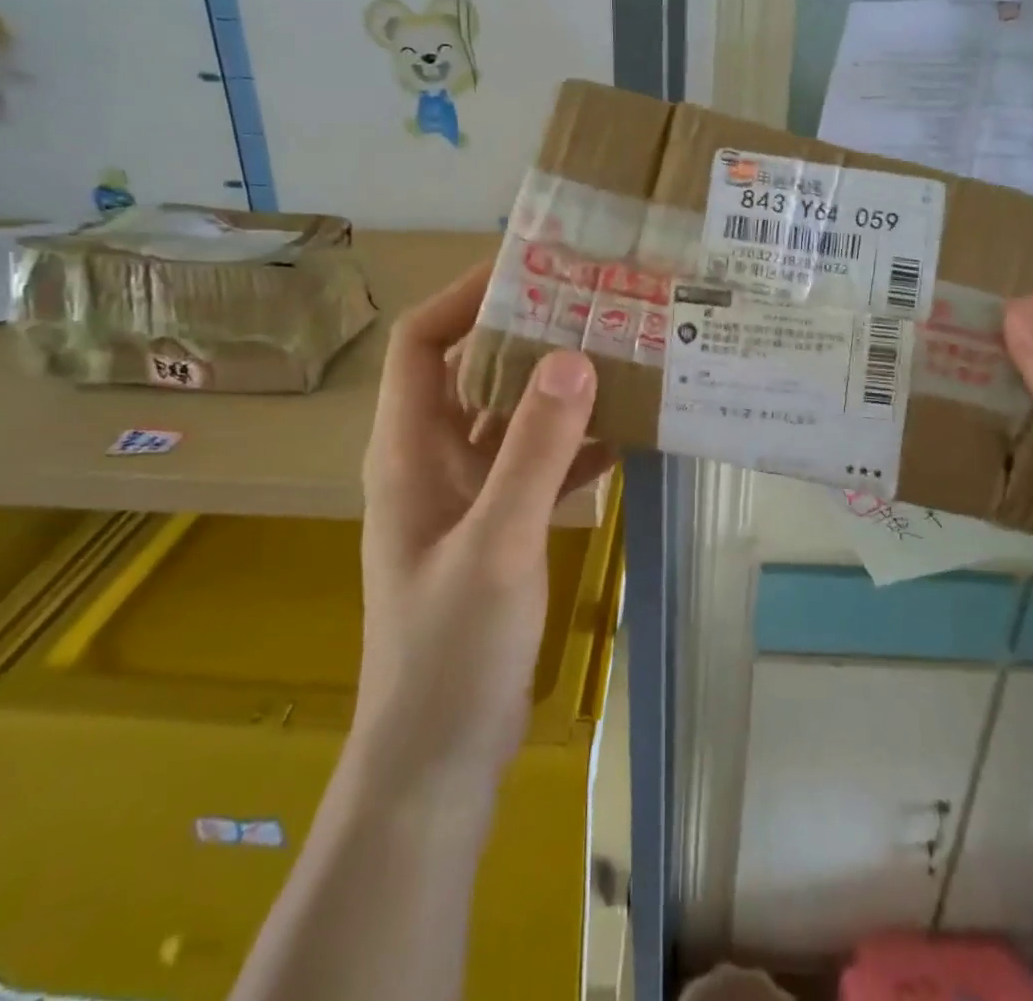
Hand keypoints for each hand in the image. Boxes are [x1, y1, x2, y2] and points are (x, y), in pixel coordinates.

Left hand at [356, 263, 613, 796]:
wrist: (436, 764)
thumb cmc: (451, 653)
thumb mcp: (499, 543)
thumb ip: (534, 450)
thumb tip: (572, 356)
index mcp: (408, 450)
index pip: (423, 341)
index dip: (466, 296)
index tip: (531, 268)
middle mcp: (432, 460)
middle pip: (472, 371)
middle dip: (526, 334)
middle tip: (594, 303)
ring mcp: (464, 497)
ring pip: (510, 418)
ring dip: (556, 389)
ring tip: (619, 354)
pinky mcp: (496, 529)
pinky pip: (535, 465)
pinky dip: (572, 446)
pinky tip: (624, 436)